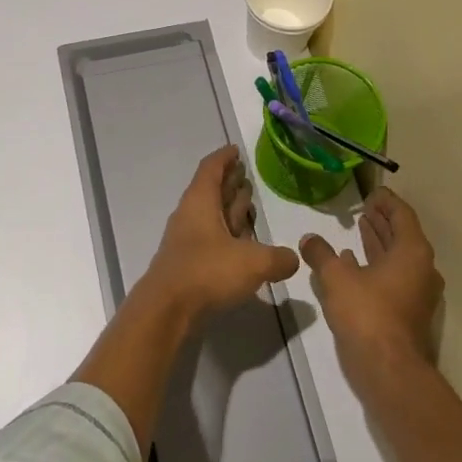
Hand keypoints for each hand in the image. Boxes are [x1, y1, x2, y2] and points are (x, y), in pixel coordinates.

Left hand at [141, 146, 300, 318]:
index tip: (236, 150)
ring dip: (228, 209)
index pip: (211, 169)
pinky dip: (226, 235)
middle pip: (210, 191)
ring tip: (248, 203)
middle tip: (246, 175)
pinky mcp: (188, 264)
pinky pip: (210, 239)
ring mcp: (187, 241)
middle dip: (228, 182)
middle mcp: (190, 216)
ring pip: (210, 216)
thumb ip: (278, 258)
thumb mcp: (253, 262)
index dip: (224, 157)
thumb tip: (294, 258)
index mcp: (200, 202)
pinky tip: (242, 244)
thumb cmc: (208, 271)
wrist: (167, 310)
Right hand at [300, 186, 442, 383]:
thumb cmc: (367, 314)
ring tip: (358, 229)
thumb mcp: (337, 278)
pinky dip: (376, 266)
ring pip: (397, 258)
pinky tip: (353, 264)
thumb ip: (321, 254)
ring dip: (378, 243)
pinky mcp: (408, 312)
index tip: (370, 193)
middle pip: (402, 235)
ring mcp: (417, 292)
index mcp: (412, 252)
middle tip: (363, 208)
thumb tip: (308, 238)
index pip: (402, 214)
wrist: (389, 370)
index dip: (386, 201)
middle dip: (382, 221)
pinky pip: (393, 277)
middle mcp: (421, 268)